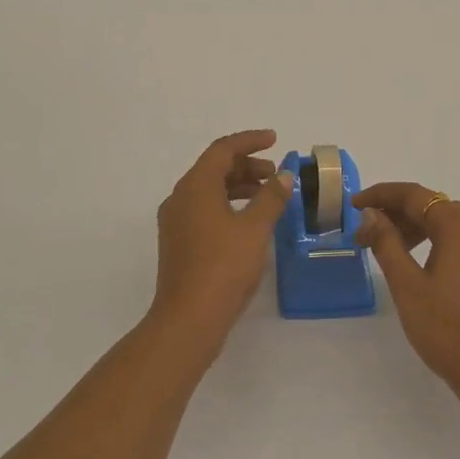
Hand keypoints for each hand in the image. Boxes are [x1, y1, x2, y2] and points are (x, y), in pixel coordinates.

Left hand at [148, 130, 294, 356]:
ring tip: (268, 195)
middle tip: (276, 174)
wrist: (189, 319)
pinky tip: (249, 221)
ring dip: (238, 186)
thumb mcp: (255, 229)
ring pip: (209, 190)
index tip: (275, 140)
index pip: (222, 150)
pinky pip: (204, 209)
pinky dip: (228, 205)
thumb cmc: (224, 267)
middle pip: (213, 168)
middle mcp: (180, 198)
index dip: (249, 141)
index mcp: (195, 187)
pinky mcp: (178, 242)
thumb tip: (284, 176)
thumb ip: (271, 198)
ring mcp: (176, 222)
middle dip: (246, 165)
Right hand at [354, 182, 459, 412]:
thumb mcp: (407, 285)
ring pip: (447, 225)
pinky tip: (418, 265)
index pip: (414, 195)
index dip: (381, 195)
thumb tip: (373, 215)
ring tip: (387, 251)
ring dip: (415, 230)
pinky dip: (435, 243)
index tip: (355, 206)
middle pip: (432, 206)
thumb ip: (387, 243)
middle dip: (395, 214)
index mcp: (458, 226)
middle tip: (365, 235)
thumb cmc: (446, 329)